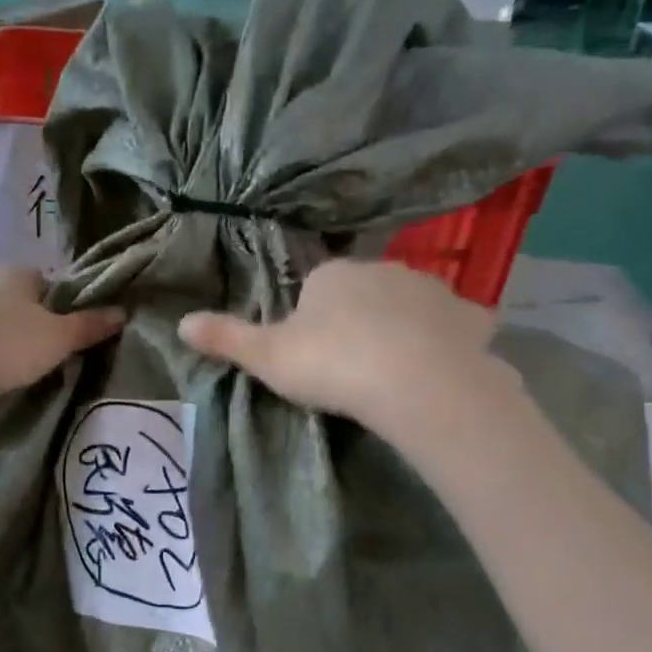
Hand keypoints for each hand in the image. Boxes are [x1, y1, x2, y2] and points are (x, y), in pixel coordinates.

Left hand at [0, 267, 124, 400]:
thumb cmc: (5, 348)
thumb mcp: (57, 341)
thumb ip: (89, 326)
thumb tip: (122, 312)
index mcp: (17, 273)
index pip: (45, 282)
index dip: (53, 308)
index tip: (53, 336)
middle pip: (9, 294)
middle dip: (17, 317)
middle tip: (25, 353)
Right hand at [177, 260, 518, 437]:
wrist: (415, 383)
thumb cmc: (333, 364)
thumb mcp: (268, 358)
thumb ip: (226, 339)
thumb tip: (181, 322)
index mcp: (333, 275)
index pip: (315, 288)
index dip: (311, 321)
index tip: (312, 356)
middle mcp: (383, 269)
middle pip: (364, 292)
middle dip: (358, 320)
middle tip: (350, 368)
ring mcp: (432, 290)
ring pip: (410, 305)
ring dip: (402, 328)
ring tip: (394, 374)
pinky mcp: (470, 319)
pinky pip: (457, 325)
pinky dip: (450, 340)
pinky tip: (444, 368)